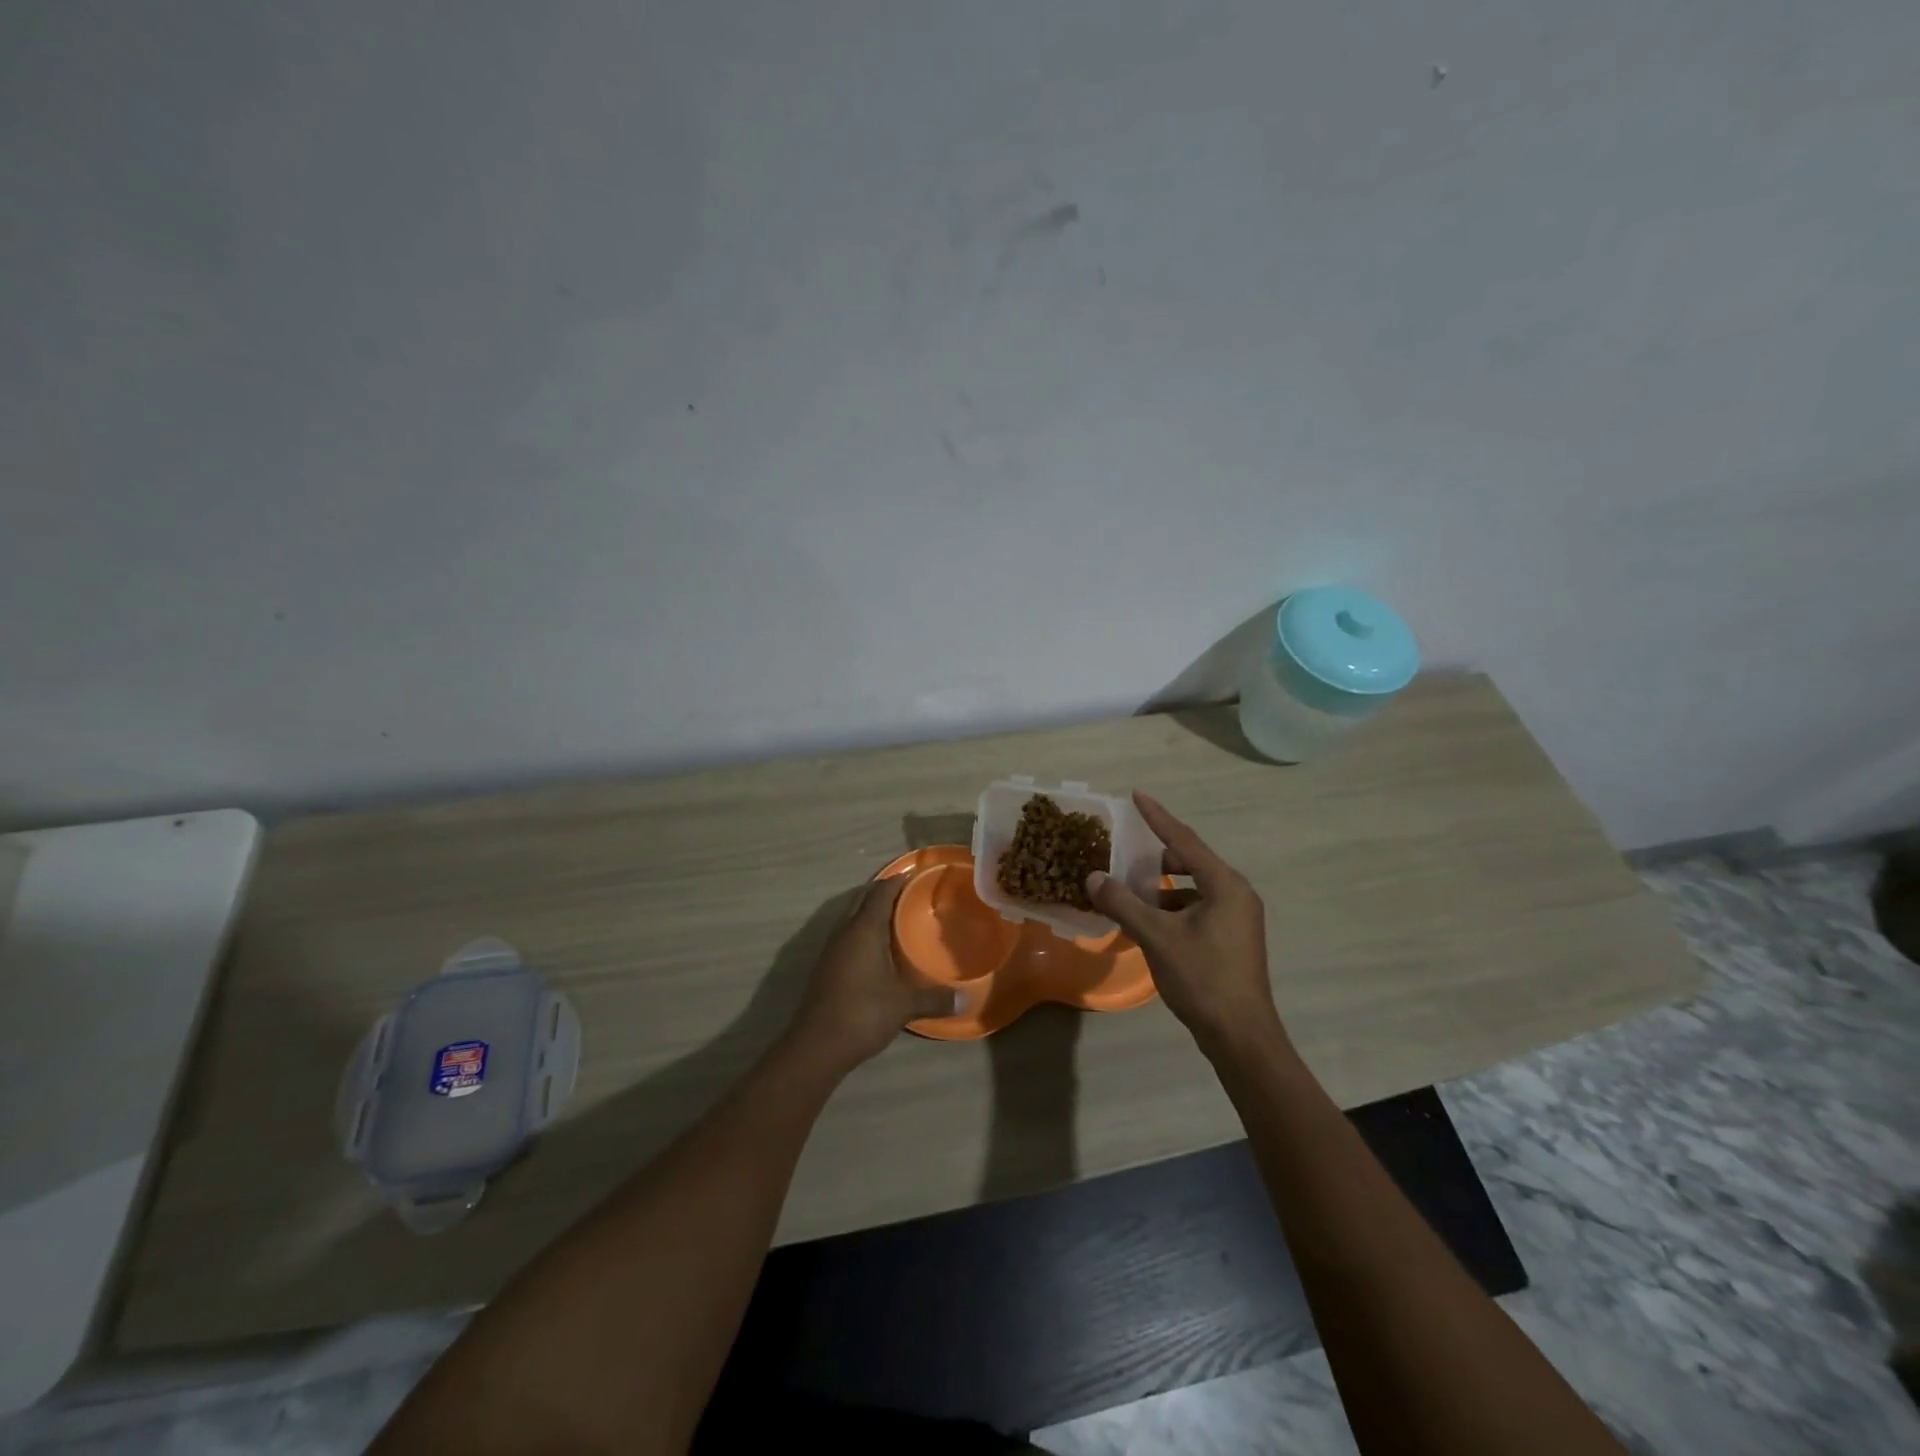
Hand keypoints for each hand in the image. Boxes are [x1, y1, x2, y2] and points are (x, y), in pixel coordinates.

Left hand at [787, 876, 958, 1070]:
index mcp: (864, 929)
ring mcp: (831, 949)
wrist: (816, 1045)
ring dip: (870, 910)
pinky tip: (878, 947)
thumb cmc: (863, 1014)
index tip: (916, 874)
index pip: (881, 892)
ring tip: (896, 915)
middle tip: (910, 892)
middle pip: (863, 898)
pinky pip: (846, 934)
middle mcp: (845, 931)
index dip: (898, 880)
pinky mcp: (826, 966)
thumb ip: (935, 998)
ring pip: (851, 916)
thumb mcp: (904, 1005)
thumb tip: (966, 999)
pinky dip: (862, 929)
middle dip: (883, 890)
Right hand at [1086, 792, 1286, 1056]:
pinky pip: (1198, 906)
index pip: (1184, 840)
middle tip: (1125, 857)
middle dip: (1156, 858)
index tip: (1136, 795)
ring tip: (1130, 894)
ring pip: (1193, 887)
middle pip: (1191, 861)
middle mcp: (1236, 893)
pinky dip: (1173, 906)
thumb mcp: (1157, 937)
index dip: (1157, 817)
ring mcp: (1238, 917)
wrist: (1241, 1035)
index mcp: (1224, 885)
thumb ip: (1123, 903)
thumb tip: (1093, 877)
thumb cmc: (1202, 978)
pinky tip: (1149, 922)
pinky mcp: (1233, 937)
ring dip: (1162, 887)